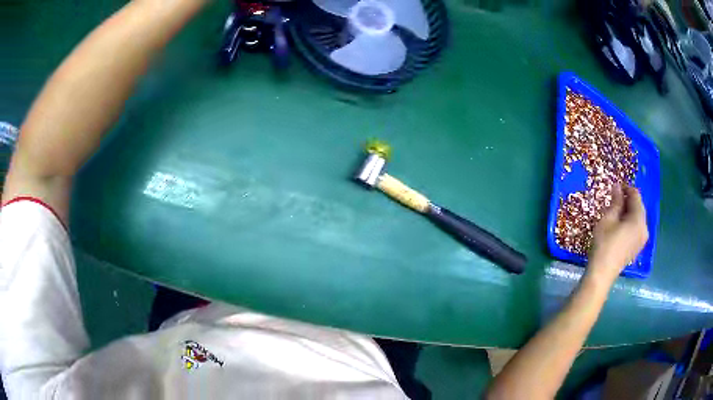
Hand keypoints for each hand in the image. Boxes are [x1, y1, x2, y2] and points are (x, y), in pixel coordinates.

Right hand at [588, 185, 648, 282]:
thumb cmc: (604, 244)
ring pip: (638, 218)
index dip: (626, 188)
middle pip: (639, 207)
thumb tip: (617, 186)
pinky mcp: (637, 247)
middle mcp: (644, 227)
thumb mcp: (608, 219)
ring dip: (629, 212)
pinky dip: (630, 223)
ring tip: (616, 212)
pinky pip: (636, 228)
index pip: (636, 195)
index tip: (615, 187)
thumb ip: (616, 201)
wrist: (602, 273)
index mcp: (639, 219)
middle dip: (628, 200)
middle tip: (614, 199)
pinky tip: (619, 226)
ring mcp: (642, 239)